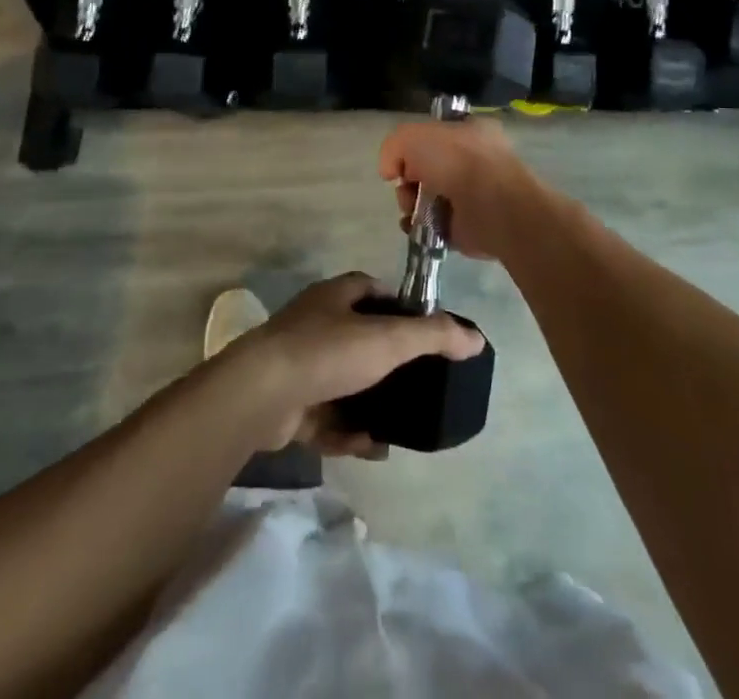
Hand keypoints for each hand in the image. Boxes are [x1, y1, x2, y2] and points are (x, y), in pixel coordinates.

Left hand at [227, 273, 485, 456]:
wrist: (262, 394)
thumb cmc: (328, 352)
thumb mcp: (389, 339)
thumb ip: (434, 336)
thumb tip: (477, 338)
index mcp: (337, 295)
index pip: (374, 291)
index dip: (400, 308)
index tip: (425, 333)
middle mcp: (316, 322)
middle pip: (360, 339)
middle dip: (388, 365)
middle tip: (418, 388)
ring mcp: (300, 363)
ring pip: (344, 383)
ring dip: (369, 404)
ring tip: (398, 427)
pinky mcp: (289, 402)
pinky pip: (326, 417)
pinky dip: (346, 431)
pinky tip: (368, 448)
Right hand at [378, 117, 565, 263]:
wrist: (492, 205)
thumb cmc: (458, 160)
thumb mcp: (413, 136)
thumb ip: (394, 147)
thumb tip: (391, 172)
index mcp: (470, 132)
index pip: (435, 134)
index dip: (413, 145)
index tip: (404, 158)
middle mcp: (473, 161)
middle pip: (426, 168)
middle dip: (408, 178)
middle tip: (407, 185)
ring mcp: (473, 195)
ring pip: (427, 197)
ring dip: (410, 203)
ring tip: (411, 208)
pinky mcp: (468, 227)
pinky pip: (433, 225)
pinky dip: (418, 227)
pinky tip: (413, 226)